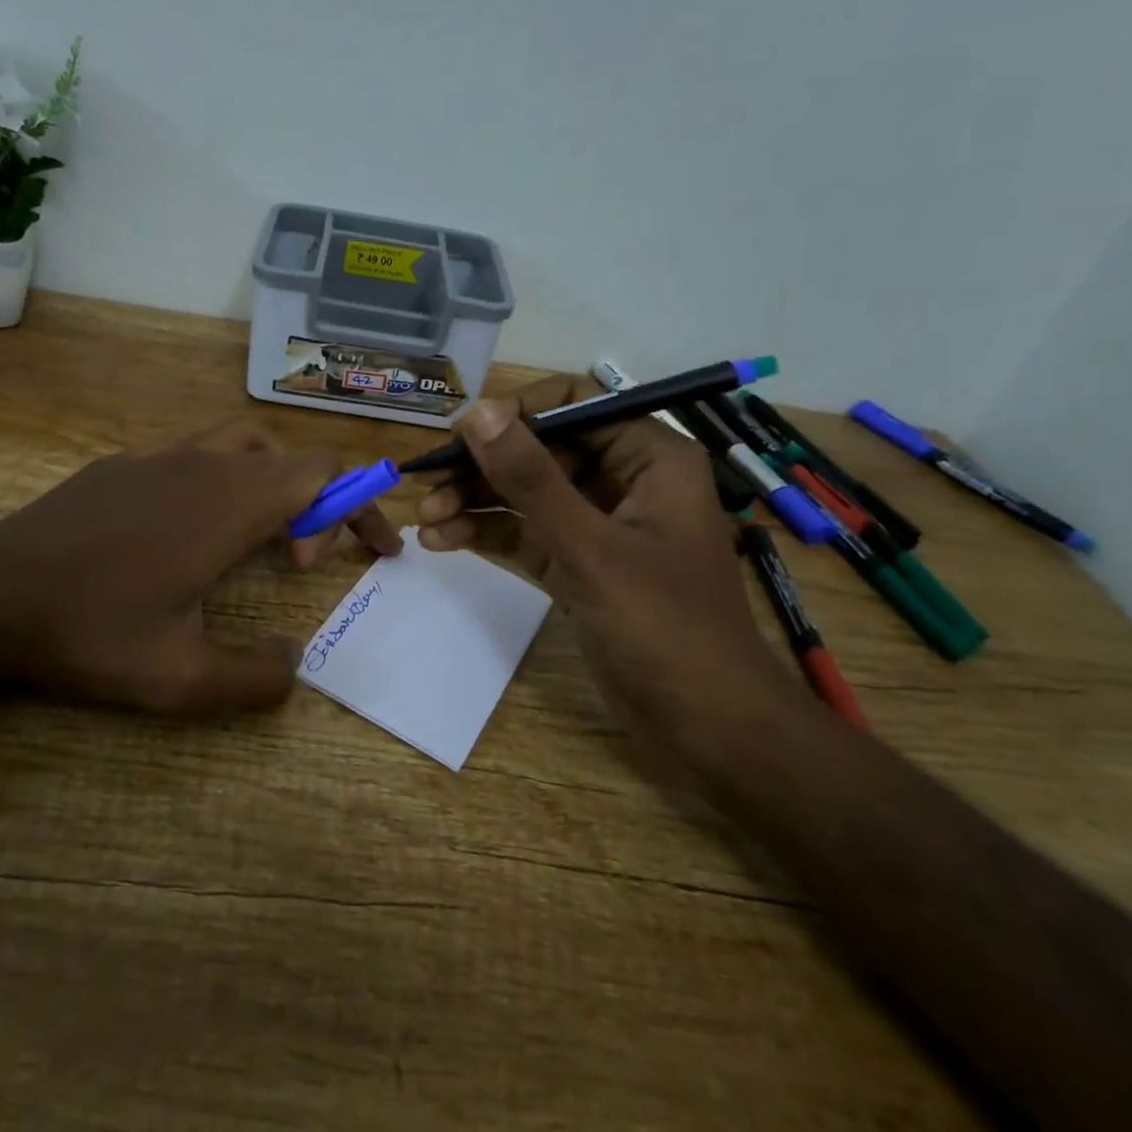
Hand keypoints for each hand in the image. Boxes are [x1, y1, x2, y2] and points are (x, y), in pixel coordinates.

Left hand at [0, 419, 401, 715]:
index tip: (377, 551)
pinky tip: (190, 534)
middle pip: (293, 457)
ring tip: (262, 539)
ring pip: (246, 446)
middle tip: (303, 565)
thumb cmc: (90, 631)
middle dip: (322, 504)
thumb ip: (254, 679)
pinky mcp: (123, 465)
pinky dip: (224, 483)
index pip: (325, 473)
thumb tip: (296, 663)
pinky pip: (196, 457)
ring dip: (275, 484)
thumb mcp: (179, 679)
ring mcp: (159, 457)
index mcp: (230, 502)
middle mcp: (203, 464)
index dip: (363, 505)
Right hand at [415, 376, 792, 736]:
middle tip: (428, 481)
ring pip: (526, 493)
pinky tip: (442, 540)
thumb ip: (531, 477)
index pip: (575, 404)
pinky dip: (487, 533)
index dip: (516, 412)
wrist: (706, 727)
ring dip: (476, 500)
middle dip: (483, 466)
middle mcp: (623, 480)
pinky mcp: (578, 563)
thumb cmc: (664, 626)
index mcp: (649, 457)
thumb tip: (478, 413)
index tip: (463, 433)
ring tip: (425, 517)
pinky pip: (525, 532)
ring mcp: (598, 524)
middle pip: (541, 449)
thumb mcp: (590, 547)